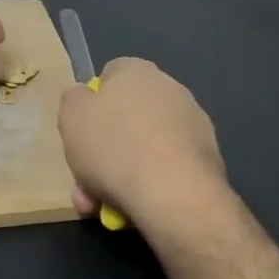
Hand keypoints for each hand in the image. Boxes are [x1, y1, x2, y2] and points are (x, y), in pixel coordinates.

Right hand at [57, 58, 226, 226]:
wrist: (173, 194)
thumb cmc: (114, 147)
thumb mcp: (71, 116)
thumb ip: (74, 99)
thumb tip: (85, 97)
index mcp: (137, 71)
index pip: (110, 76)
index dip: (91, 104)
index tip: (82, 133)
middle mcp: (170, 89)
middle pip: (126, 117)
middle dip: (104, 150)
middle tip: (86, 182)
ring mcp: (193, 124)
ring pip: (144, 147)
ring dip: (123, 172)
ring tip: (105, 205)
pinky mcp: (207, 157)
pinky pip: (167, 166)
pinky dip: (150, 183)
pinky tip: (135, 207)